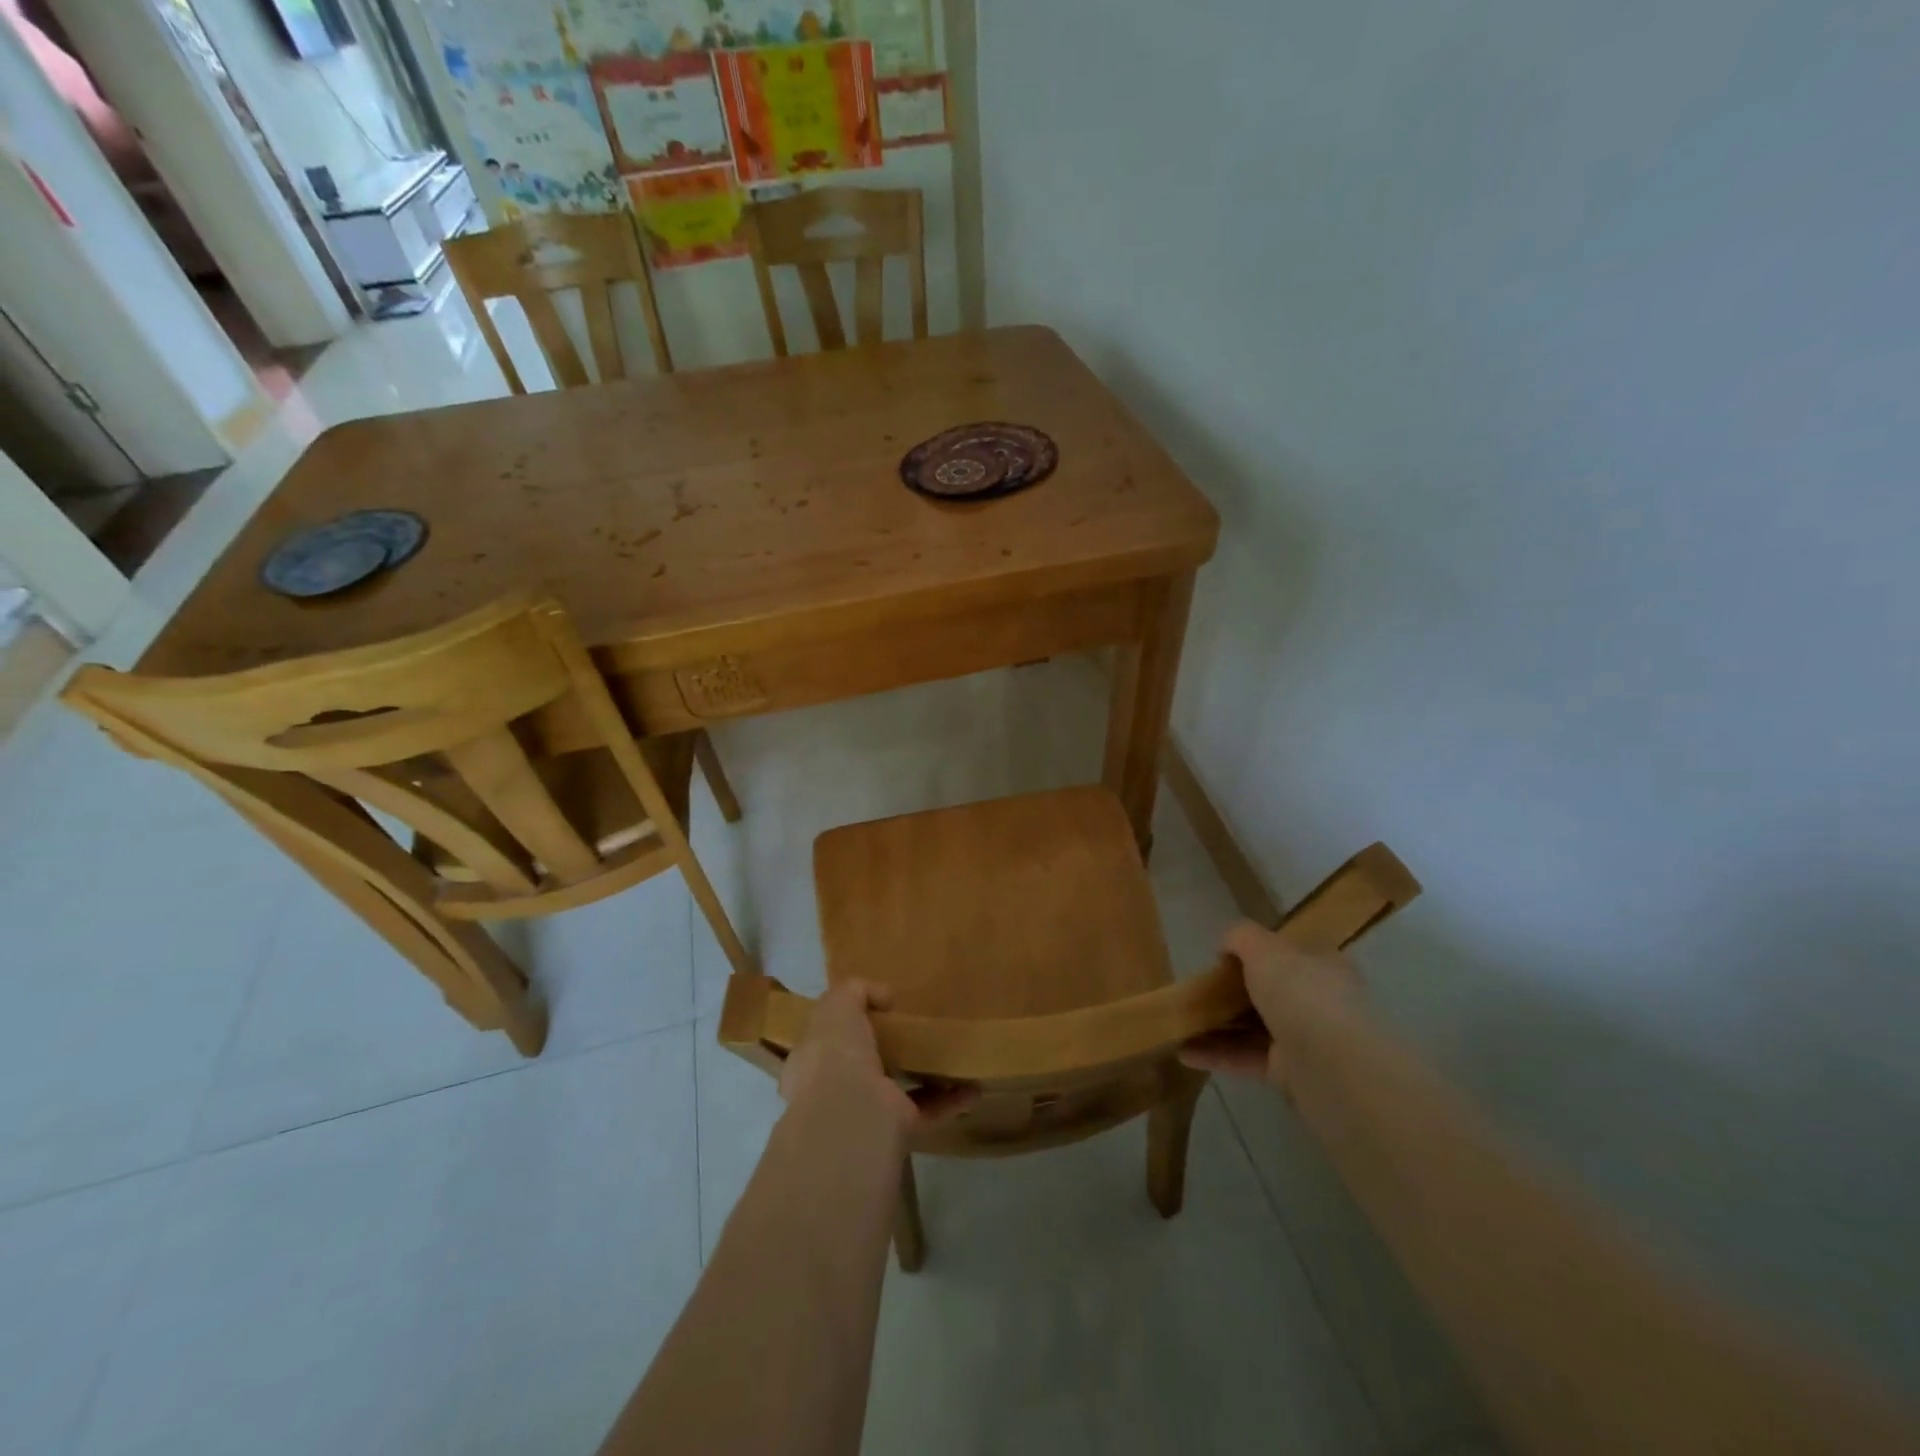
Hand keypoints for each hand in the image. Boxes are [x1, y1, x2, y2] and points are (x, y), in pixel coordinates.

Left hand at [778, 981, 974, 1129]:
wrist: (850, 1114)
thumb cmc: (835, 1052)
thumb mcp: (837, 1004)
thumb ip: (857, 990)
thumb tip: (884, 996)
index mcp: (812, 1061)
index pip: (826, 1040)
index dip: (846, 1023)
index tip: (876, 1009)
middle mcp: (835, 1090)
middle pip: (863, 1065)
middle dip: (886, 1050)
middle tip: (914, 1029)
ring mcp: (867, 1112)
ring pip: (897, 1089)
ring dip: (923, 1075)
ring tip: (949, 1055)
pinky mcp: (898, 1130)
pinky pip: (927, 1111)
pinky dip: (950, 1100)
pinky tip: (972, 1087)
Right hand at [1180, 921, 1359, 1087]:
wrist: (1333, 1066)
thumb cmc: (1301, 993)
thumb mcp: (1264, 948)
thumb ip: (1240, 937)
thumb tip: (1225, 946)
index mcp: (1321, 966)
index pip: (1288, 956)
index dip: (1255, 954)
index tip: (1221, 960)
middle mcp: (1317, 1002)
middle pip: (1267, 993)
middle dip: (1231, 993)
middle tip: (1197, 993)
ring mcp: (1304, 1040)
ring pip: (1253, 1028)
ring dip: (1217, 1026)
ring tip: (1180, 1024)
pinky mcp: (1290, 1075)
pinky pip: (1247, 1059)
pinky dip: (1217, 1056)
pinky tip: (1184, 1052)